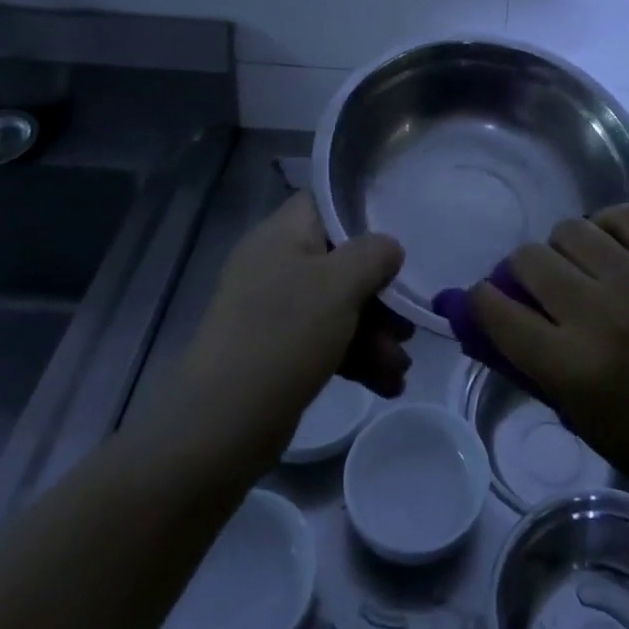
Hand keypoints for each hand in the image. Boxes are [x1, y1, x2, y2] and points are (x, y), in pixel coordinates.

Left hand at [147, 193, 411, 474]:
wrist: (221, 426)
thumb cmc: (284, 335)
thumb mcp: (340, 284)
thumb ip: (374, 254)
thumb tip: (388, 248)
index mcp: (281, 234)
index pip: (324, 202)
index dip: (362, 215)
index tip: (396, 240)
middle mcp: (275, 264)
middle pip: (339, 261)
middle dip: (379, 294)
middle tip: (407, 324)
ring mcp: (272, 309)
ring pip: (336, 306)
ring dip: (374, 334)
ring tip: (401, 369)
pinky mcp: (275, 350)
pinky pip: (324, 340)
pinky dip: (355, 358)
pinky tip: (386, 385)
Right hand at [467, 204, 628, 500]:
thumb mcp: (566, 406)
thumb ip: (523, 354)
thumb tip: (480, 306)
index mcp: (571, 365)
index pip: (497, 310)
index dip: (483, 299)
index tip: (488, 297)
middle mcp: (602, 315)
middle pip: (531, 258)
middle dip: (523, 270)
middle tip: (540, 284)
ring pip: (570, 229)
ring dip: (564, 248)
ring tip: (579, 266)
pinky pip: (621, 215)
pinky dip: (606, 226)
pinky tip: (611, 249)